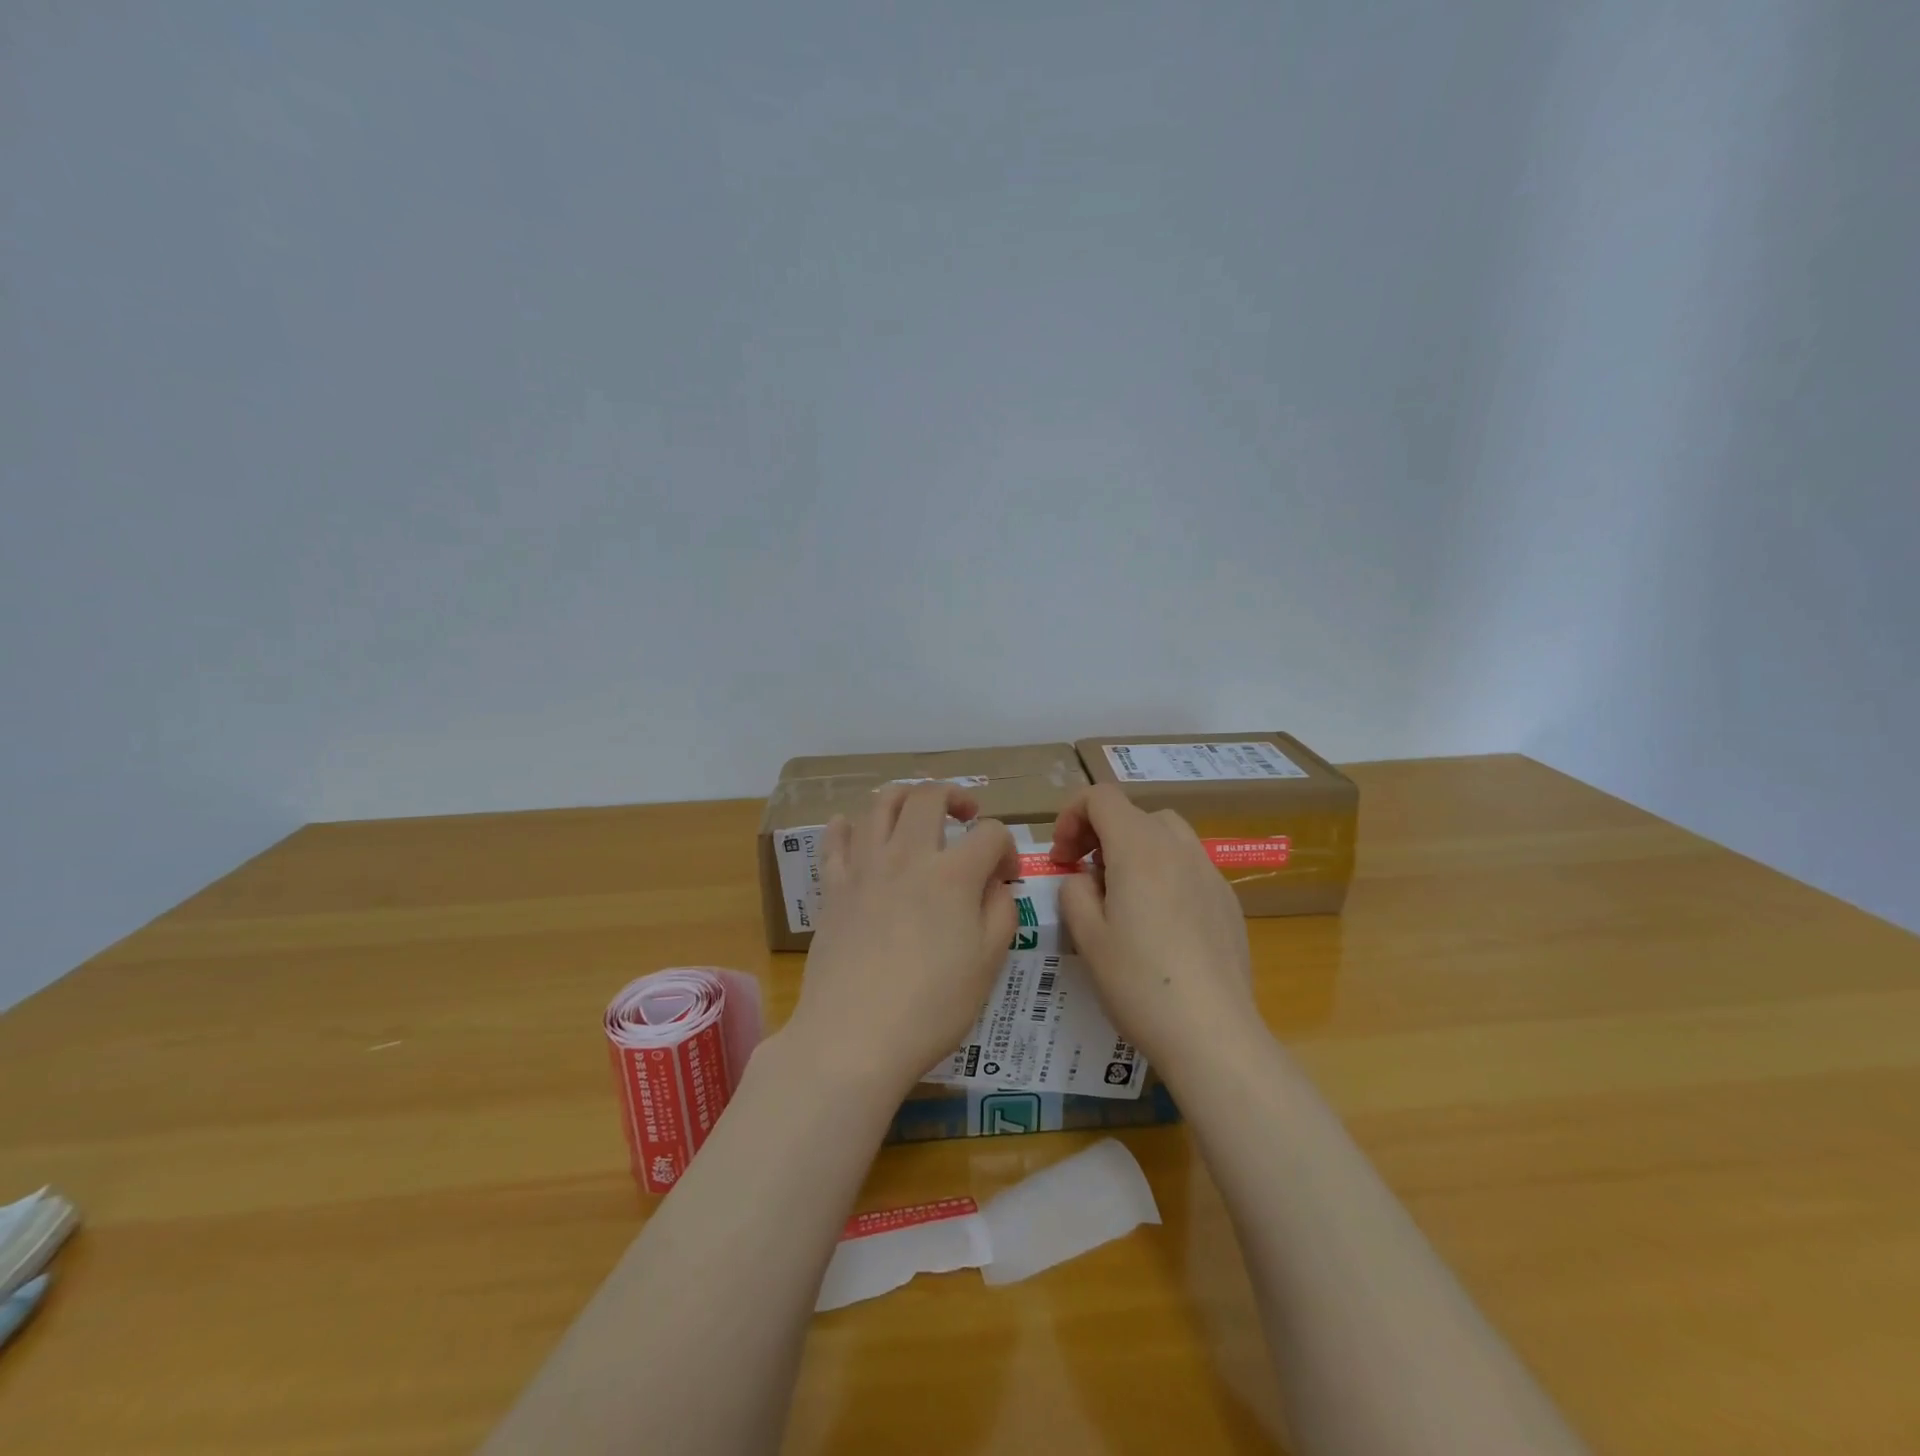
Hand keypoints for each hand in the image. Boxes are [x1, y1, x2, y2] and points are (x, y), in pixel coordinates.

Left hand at [785, 783, 1018, 1100]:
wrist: (854, 1036)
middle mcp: (908, 855)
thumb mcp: (989, 963)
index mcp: (953, 873)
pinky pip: (835, 839)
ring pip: (880, 803)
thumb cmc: (932, 1006)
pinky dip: (847, 826)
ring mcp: (865, 867)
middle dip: (955, 795)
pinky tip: (855, 830)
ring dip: (904, 797)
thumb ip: (1001, 910)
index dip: (1006, 846)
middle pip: (929, 796)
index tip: (1006, 874)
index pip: (990, 832)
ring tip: (916, 814)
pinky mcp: (833, 886)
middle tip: (965, 815)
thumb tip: (996, 881)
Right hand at [1050, 784, 1254, 1076]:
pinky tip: (1159, 922)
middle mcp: (1179, 849)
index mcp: (1139, 849)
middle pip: (1135, 813)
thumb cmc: (1139, 983)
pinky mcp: (1228, 902)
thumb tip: (1083, 878)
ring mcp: (1210, 873)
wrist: (1212, 1033)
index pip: (1102, 797)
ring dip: (1136, 849)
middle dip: (1102, 832)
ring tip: (1123, 894)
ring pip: (1167, 835)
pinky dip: (1165, 872)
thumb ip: (1074, 891)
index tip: (1062, 857)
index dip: (1072, 815)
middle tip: (1085, 874)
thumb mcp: (1087, 936)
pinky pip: (1190, 866)